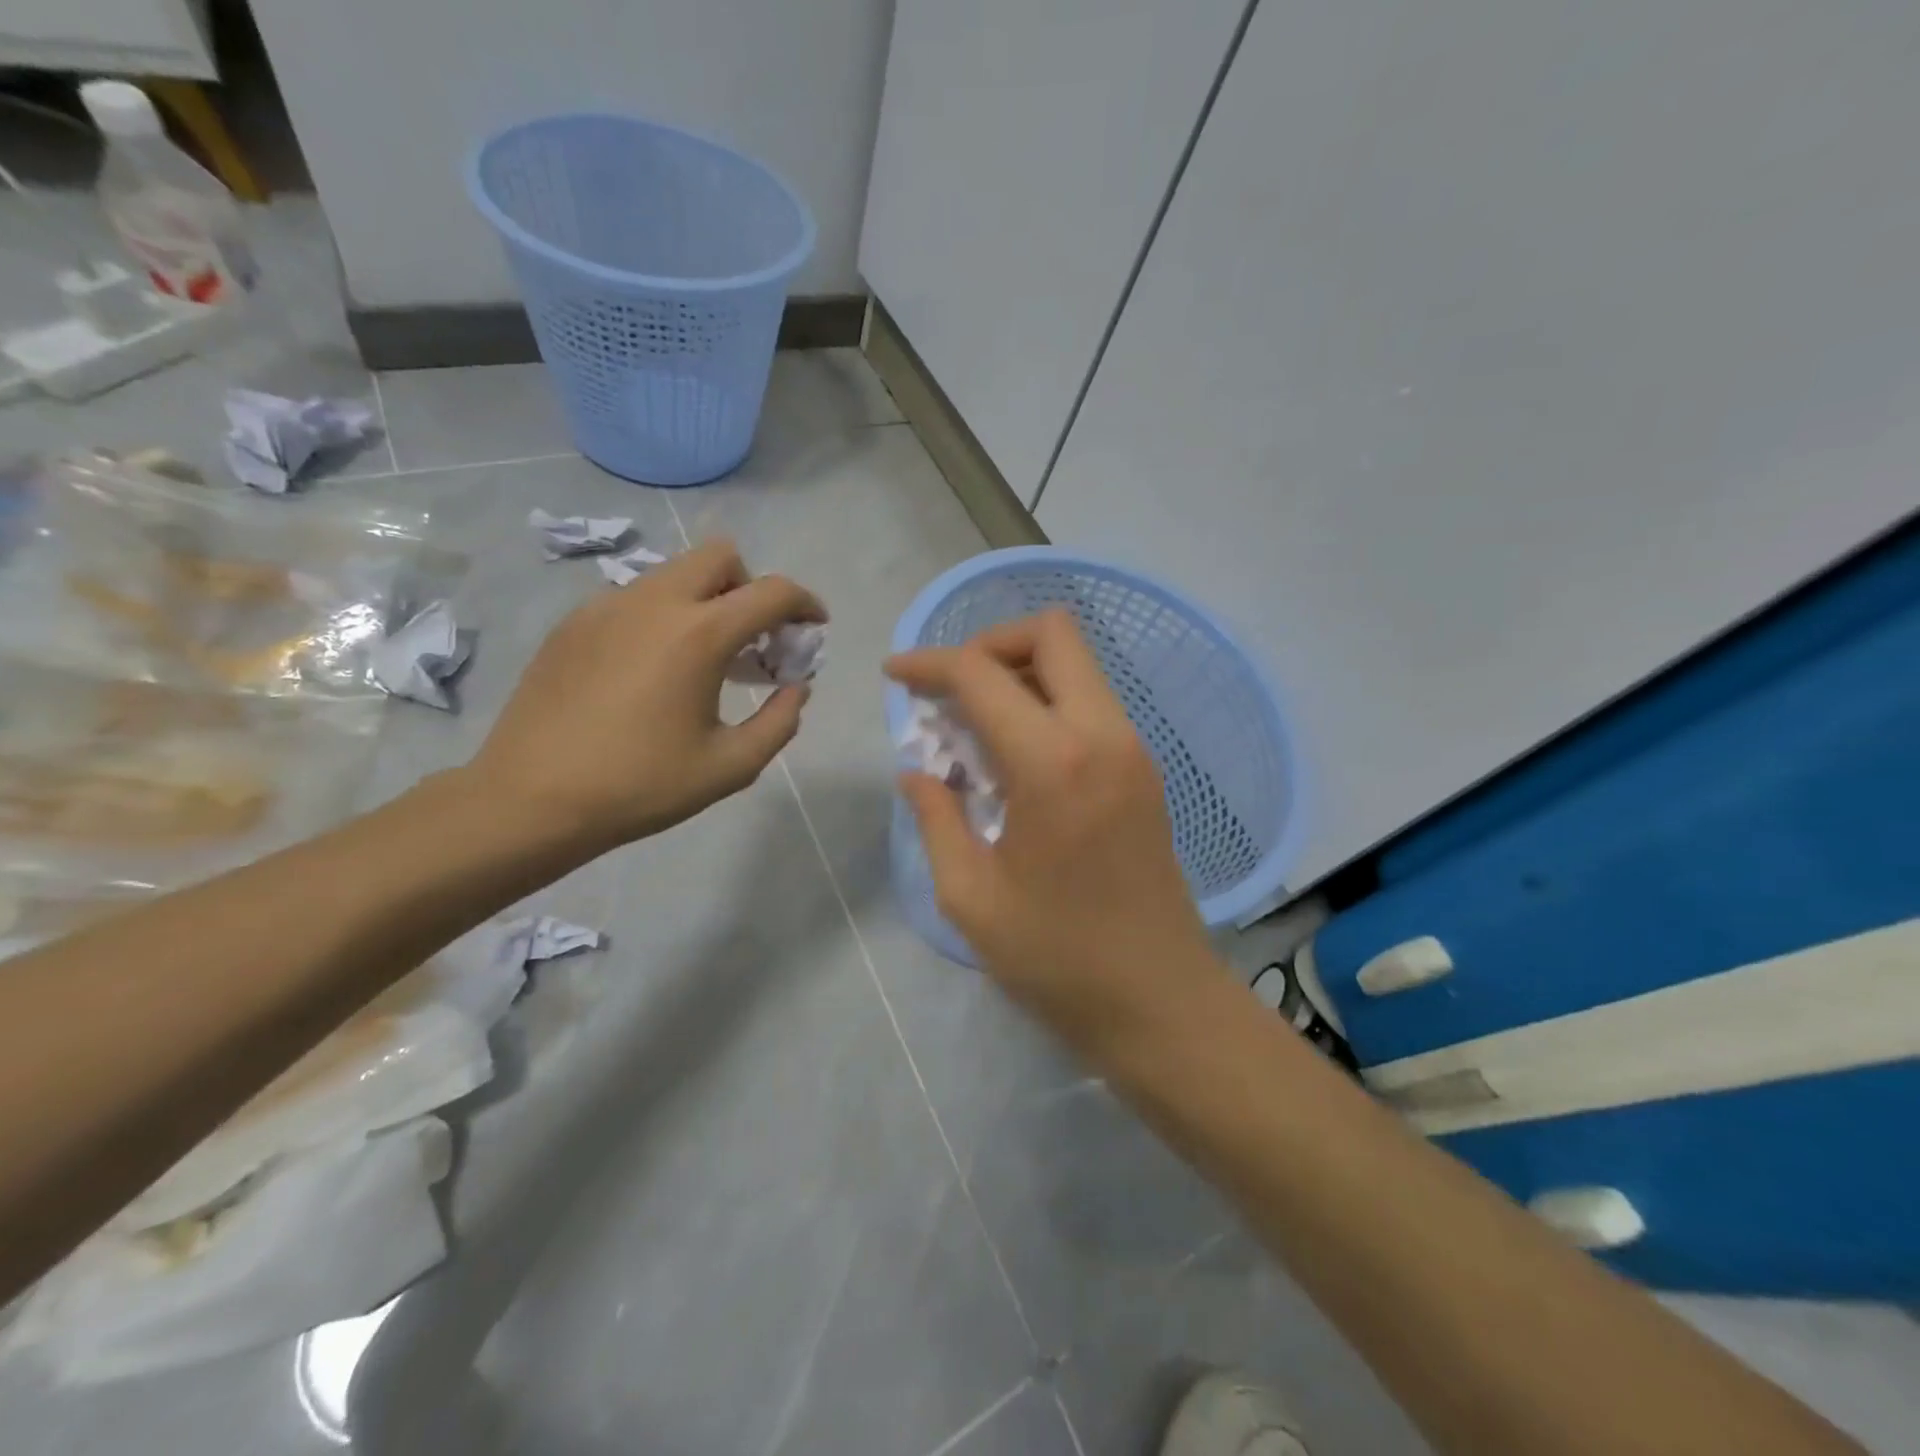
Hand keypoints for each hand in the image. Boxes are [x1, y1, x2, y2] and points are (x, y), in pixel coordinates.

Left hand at [468, 538, 823, 852]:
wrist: (531, 799)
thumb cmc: (641, 786)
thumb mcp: (731, 766)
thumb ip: (780, 722)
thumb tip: (796, 688)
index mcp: (699, 635)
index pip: (772, 591)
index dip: (805, 603)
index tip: (814, 627)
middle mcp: (654, 602)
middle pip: (720, 554)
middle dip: (750, 586)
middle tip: (754, 637)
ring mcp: (606, 605)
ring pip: (673, 572)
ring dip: (706, 599)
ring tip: (702, 657)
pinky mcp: (573, 622)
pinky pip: (635, 596)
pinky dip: (663, 615)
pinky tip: (652, 668)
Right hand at [885, 610, 1227, 1055]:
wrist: (1160, 1002)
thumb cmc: (1057, 958)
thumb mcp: (970, 896)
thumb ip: (937, 817)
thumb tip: (917, 771)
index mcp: (1054, 763)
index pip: (982, 674)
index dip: (929, 663)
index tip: (895, 677)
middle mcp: (1104, 735)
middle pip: (1052, 633)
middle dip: (989, 644)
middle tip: (950, 692)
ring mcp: (1134, 749)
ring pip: (1077, 664)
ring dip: (1020, 674)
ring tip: (975, 727)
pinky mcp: (1144, 770)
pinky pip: (1091, 703)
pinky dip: (1047, 704)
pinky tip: (1015, 758)